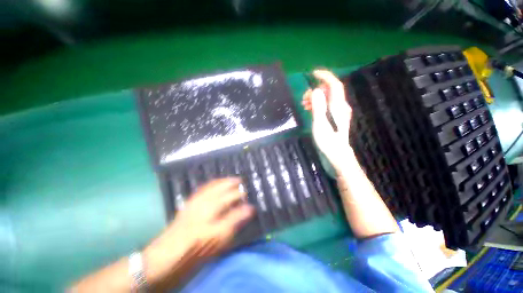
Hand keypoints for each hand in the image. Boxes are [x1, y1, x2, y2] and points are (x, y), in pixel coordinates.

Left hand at [143, 178, 253, 285]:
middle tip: (242, 181)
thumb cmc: (196, 247)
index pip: (232, 196)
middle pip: (223, 186)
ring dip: (224, 180)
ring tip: (232, 179)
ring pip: (213, 184)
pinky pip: (204, 187)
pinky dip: (212, 183)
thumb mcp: (219, 237)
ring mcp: (196, 199)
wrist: (166, 254)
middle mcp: (206, 199)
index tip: (249, 196)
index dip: (242, 195)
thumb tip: (250, 208)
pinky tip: (215, 184)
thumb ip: (235, 220)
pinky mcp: (190, 202)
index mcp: (214, 206)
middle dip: (233, 182)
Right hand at [302, 70, 352, 171]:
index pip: (334, 84)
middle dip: (316, 91)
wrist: (337, 153)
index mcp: (338, 106)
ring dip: (315, 98)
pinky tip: (310, 109)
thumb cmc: (328, 141)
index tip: (313, 73)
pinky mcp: (335, 117)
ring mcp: (338, 111)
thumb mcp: (320, 124)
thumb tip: (315, 91)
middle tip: (304, 99)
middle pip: (329, 91)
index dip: (325, 76)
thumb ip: (318, 107)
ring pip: (327, 98)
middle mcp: (340, 106)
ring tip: (304, 105)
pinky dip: (318, 104)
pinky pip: (326, 105)